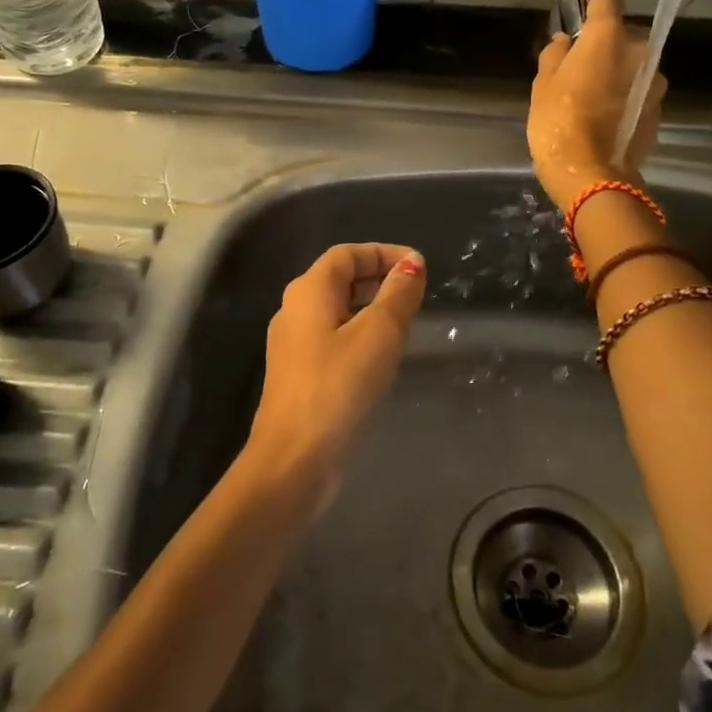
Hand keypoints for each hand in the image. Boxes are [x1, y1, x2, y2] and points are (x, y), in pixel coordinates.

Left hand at [247, 243, 426, 505]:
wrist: (294, 458)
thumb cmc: (339, 385)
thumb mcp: (379, 334)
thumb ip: (398, 294)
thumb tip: (412, 264)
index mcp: (309, 290)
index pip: (347, 254)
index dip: (384, 253)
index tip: (419, 266)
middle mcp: (294, 309)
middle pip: (339, 279)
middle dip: (378, 278)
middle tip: (416, 293)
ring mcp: (292, 344)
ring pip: (336, 310)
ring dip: (371, 308)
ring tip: (407, 322)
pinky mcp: (298, 374)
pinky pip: (332, 338)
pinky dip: (359, 334)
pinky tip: (382, 356)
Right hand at [528, 0, 666, 208]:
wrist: (593, 175)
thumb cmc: (559, 123)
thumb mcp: (543, 86)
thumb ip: (554, 55)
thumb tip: (563, 42)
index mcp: (608, 38)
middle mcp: (639, 52)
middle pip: (623, 34)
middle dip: (605, 39)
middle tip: (581, 55)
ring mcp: (654, 82)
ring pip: (633, 63)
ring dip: (616, 67)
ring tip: (592, 87)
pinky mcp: (659, 109)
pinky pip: (638, 88)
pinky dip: (624, 91)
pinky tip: (605, 109)